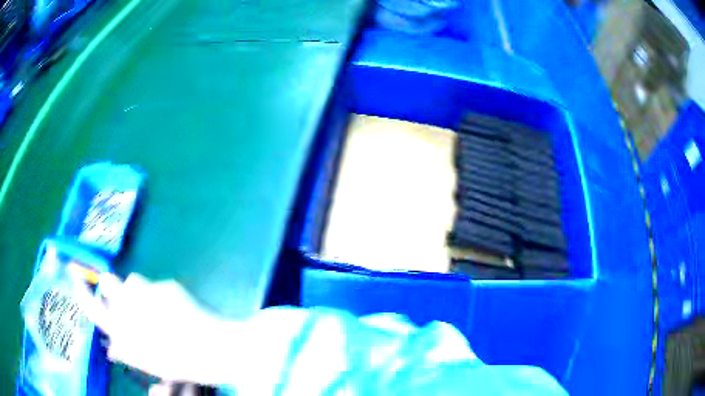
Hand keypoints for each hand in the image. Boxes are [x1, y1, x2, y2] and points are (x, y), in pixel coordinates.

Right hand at [73, 271, 223, 382]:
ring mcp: (146, 292)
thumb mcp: (146, 363)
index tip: (77, 280)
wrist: (209, 350)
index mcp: (121, 331)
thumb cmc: (176, 363)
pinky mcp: (165, 284)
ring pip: (132, 280)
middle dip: (111, 287)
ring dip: (137, 291)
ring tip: (153, 307)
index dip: (82, 292)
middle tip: (124, 299)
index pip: (91, 306)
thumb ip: (126, 350)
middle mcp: (127, 307)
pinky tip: (176, 309)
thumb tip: (112, 346)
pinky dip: (160, 294)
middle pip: (107, 281)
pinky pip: (156, 284)